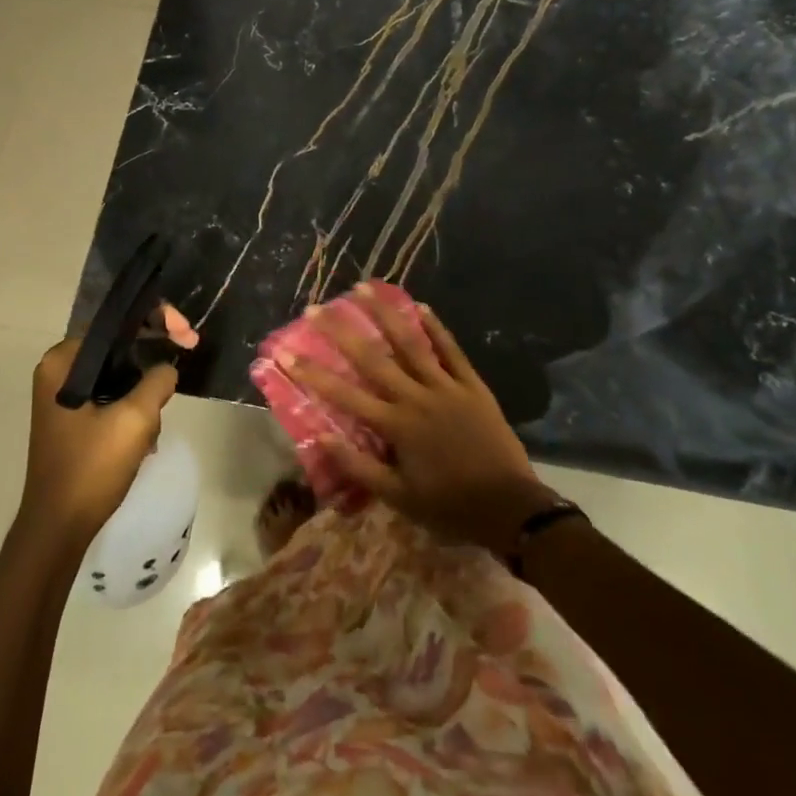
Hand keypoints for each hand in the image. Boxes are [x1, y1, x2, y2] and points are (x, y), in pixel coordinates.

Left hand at [18, 332, 177, 552]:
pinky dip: (133, 406)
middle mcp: (59, 369)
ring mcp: (64, 395)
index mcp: (64, 360)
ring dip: (145, 389)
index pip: (117, 321)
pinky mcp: (72, 417)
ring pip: (119, 371)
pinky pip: (111, 394)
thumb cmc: (91, 469)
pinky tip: (145, 435)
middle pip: (119, 343)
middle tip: (187, 356)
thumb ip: (158, 381)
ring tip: (157, 421)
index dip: (158, 320)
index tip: (188, 337)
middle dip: (154, 355)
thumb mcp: (135, 419)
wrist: (58, 528)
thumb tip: (167, 369)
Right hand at [286, 289, 553, 554]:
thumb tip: (321, 439)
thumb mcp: (399, 498)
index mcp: (396, 425)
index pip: (344, 395)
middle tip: (316, 308)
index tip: (285, 353)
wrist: (510, 507)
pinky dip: (435, 327)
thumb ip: (360, 467)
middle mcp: (416, 397)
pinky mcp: (472, 385)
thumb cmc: (449, 505)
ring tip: (364, 288)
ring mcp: (446, 386)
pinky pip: (451, 350)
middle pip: (372, 358)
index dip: (312, 373)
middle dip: (340, 332)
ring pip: (410, 343)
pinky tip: (420, 306)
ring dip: (385, 314)